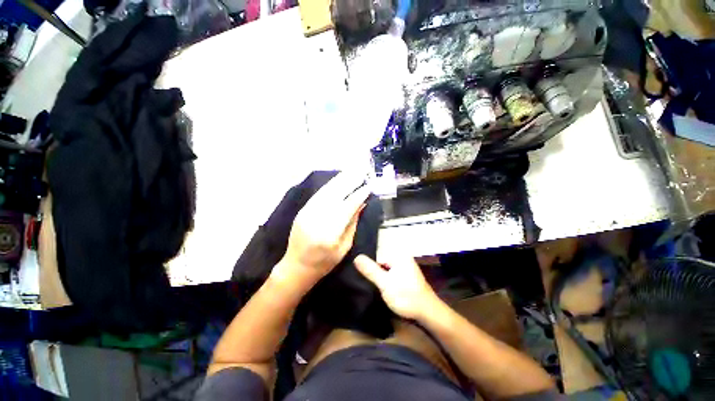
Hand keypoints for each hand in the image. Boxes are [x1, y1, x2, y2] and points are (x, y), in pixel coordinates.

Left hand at [278, 172, 369, 286]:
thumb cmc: (325, 262)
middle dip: (350, 181)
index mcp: (330, 233)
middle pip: (336, 194)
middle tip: (361, 171)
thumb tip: (361, 203)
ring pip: (326, 191)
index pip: (347, 207)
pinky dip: (330, 185)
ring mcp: (307, 213)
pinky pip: (319, 194)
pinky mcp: (303, 210)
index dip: (359, 195)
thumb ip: (352, 223)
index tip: (368, 186)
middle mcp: (317, 219)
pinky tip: (338, 179)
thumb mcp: (344, 247)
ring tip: (352, 170)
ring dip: (340, 179)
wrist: (297, 266)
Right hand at [354, 254, 439, 320]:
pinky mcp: (405, 275)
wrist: (427, 313)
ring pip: (385, 268)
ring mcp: (404, 266)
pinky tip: (382, 288)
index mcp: (398, 255)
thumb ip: (370, 270)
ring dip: (378, 276)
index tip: (362, 276)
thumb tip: (356, 257)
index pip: (376, 254)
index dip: (368, 265)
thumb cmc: (406, 296)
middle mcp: (401, 257)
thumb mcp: (385, 283)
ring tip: (372, 285)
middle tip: (366, 282)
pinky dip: (385, 279)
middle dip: (373, 270)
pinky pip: (390, 273)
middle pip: (380, 260)